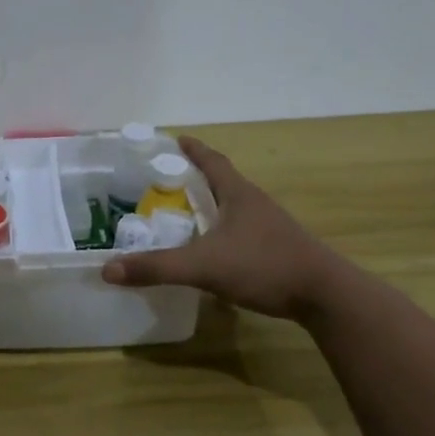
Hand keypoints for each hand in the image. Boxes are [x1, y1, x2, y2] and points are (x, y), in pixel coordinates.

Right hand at [102, 137, 353, 319]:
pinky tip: (211, 251)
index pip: (212, 161)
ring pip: (233, 208)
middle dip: (196, 178)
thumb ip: (157, 267)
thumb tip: (108, 269)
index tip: (175, 139)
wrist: (326, 296)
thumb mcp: (203, 266)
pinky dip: (222, 232)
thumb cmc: (264, 265)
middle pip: (222, 181)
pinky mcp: (278, 250)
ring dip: (210, 206)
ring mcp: (270, 227)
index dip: (192, 149)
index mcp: (238, 194)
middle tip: (166, 180)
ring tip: (184, 214)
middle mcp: (255, 203)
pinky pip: (242, 232)